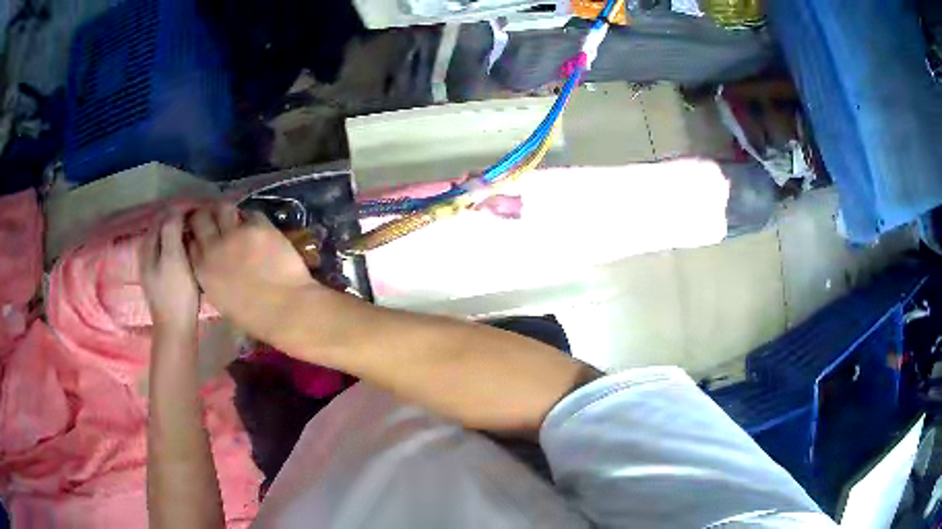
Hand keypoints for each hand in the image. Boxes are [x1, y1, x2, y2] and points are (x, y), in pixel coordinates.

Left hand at [141, 214, 199, 340]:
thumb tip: (176, 210)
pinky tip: (194, 253)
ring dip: (182, 234)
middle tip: (202, 222)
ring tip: (200, 234)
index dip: (180, 210)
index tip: (200, 211)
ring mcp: (154, 266)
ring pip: (168, 240)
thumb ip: (171, 229)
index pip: (163, 215)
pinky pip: (172, 253)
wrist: (176, 329)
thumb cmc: (176, 293)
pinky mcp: (163, 278)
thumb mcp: (173, 257)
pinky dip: (182, 247)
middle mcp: (148, 252)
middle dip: (181, 221)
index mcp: (148, 244)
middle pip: (164, 227)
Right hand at [186, 203, 316, 342]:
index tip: (199, 234)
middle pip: (200, 218)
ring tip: (233, 219)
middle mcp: (214, 247)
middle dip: (205, 216)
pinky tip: (257, 227)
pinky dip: (252, 219)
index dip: (194, 235)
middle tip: (213, 219)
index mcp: (203, 270)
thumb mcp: (221, 300)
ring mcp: (236, 233)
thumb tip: (214, 262)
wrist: (286, 309)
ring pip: (223, 208)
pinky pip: (251, 213)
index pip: (189, 242)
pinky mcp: (259, 226)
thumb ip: (212, 277)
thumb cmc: (254, 317)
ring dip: (226, 212)